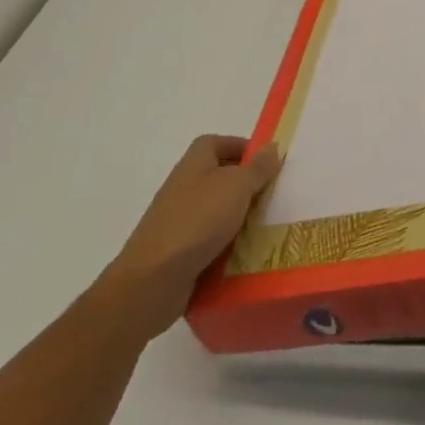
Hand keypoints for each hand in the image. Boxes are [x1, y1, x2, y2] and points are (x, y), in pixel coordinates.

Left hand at [98, 135, 281, 338]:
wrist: (151, 282)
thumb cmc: (197, 221)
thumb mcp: (237, 186)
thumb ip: (258, 167)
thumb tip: (272, 148)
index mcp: (194, 164)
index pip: (216, 143)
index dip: (240, 147)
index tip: (265, 161)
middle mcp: (183, 188)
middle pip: (218, 177)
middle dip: (245, 185)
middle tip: (272, 194)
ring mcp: (178, 222)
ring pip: (216, 211)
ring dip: (238, 217)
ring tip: (266, 225)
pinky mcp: (178, 253)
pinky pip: (209, 242)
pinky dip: (226, 246)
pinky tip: (245, 254)